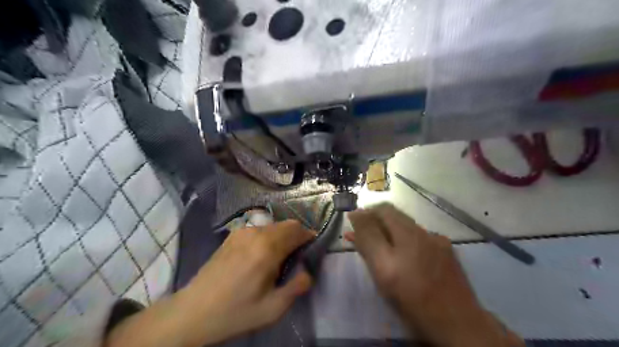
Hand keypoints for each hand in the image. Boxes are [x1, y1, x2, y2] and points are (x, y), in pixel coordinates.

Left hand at [108, 220, 315, 346]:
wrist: (194, 311)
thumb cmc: (236, 312)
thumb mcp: (273, 309)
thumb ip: (297, 287)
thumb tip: (308, 271)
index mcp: (268, 249)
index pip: (298, 231)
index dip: (309, 237)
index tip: (312, 249)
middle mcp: (257, 233)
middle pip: (287, 224)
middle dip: (298, 236)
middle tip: (297, 256)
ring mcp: (243, 232)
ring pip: (274, 225)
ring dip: (283, 236)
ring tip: (278, 257)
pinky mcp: (233, 235)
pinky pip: (260, 229)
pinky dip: (269, 236)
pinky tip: (260, 255)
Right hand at [346, 203, 522, 346]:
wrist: (459, 325)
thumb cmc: (413, 298)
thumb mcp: (383, 269)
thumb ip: (368, 239)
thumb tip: (356, 214)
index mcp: (408, 233)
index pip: (383, 209)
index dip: (366, 213)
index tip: (353, 224)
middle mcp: (424, 232)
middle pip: (395, 218)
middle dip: (376, 223)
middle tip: (361, 238)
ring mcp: (438, 243)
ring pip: (407, 230)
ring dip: (389, 234)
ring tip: (378, 250)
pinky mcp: (446, 254)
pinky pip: (419, 241)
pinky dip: (404, 243)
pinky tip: (403, 258)